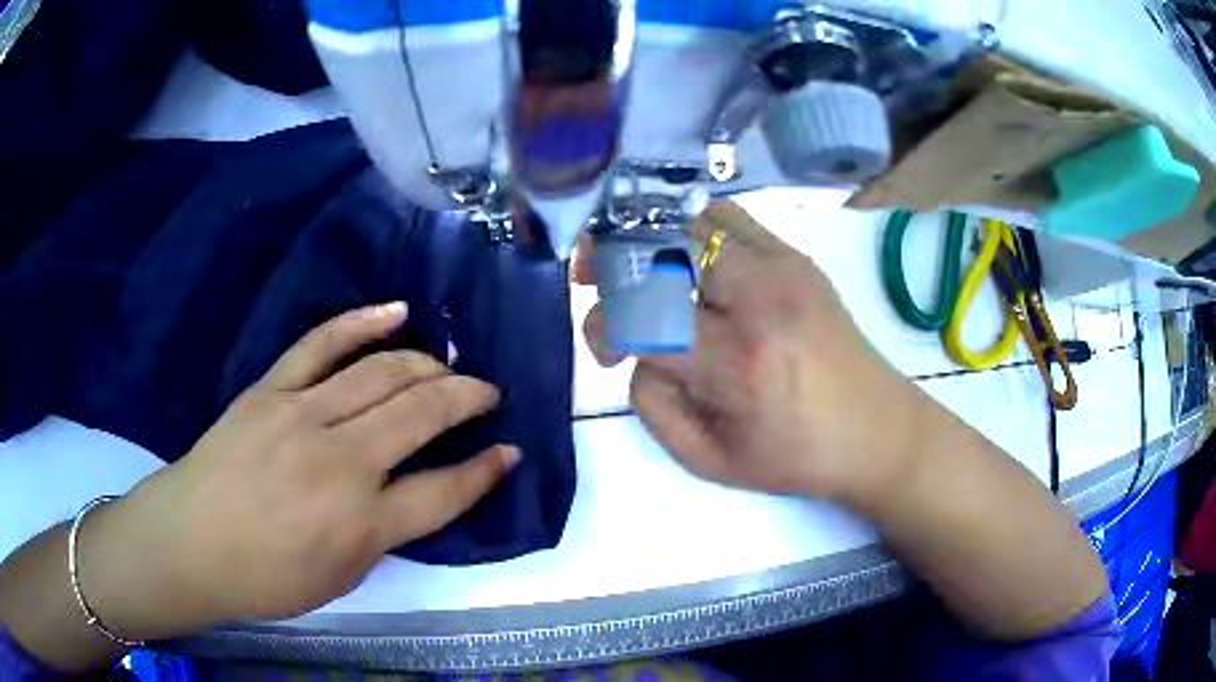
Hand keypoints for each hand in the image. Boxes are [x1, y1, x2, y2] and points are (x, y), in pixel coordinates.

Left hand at [81, 303, 519, 637]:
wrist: (191, 541)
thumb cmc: (266, 577)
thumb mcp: (340, 578)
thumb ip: (383, 535)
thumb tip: (412, 495)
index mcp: (362, 523)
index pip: (444, 491)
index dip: (484, 472)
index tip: (509, 452)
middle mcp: (341, 462)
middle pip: (421, 415)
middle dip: (467, 400)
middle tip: (489, 394)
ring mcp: (303, 415)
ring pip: (382, 373)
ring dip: (428, 365)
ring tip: (451, 365)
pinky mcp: (272, 389)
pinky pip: (323, 344)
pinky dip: (363, 322)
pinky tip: (397, 310)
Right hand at [576, 202, 927, 505]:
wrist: (879, 431)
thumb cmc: (796, 458)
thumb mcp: (709, 461)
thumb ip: (653, 404)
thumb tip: (637, 350)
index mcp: (738, 362)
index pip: (644, 314)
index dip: (606, 325)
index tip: (605, 350)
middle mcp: (760, 298)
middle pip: (664, 245)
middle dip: (613, 256)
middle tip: (590, 277)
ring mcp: (784, 267)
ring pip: (694, 218)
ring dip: (650, 236)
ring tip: (632, 260)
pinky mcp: (797, 257)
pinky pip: (729, 218)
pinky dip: (691, 230)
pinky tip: (684, 259)